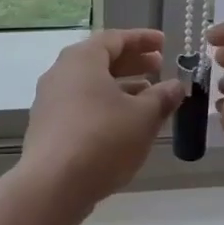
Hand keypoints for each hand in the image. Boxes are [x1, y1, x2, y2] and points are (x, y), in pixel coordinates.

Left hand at [17, 29, 184, 220]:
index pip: (115, 38)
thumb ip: (162, 97)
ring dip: (120, 87)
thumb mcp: (143, 117)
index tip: (164, 43)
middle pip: (100, 60)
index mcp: (82, 59)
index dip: (142, 40)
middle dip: (132, 62)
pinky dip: (104, 106)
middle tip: (159, 67)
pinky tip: (123, 125)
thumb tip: (176, 86)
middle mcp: (61, 73)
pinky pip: (81, 106)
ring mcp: (50, 101)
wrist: (52, 186)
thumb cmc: (102, 139)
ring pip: (90, 85)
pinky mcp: (47, 128)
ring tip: (148, 98)